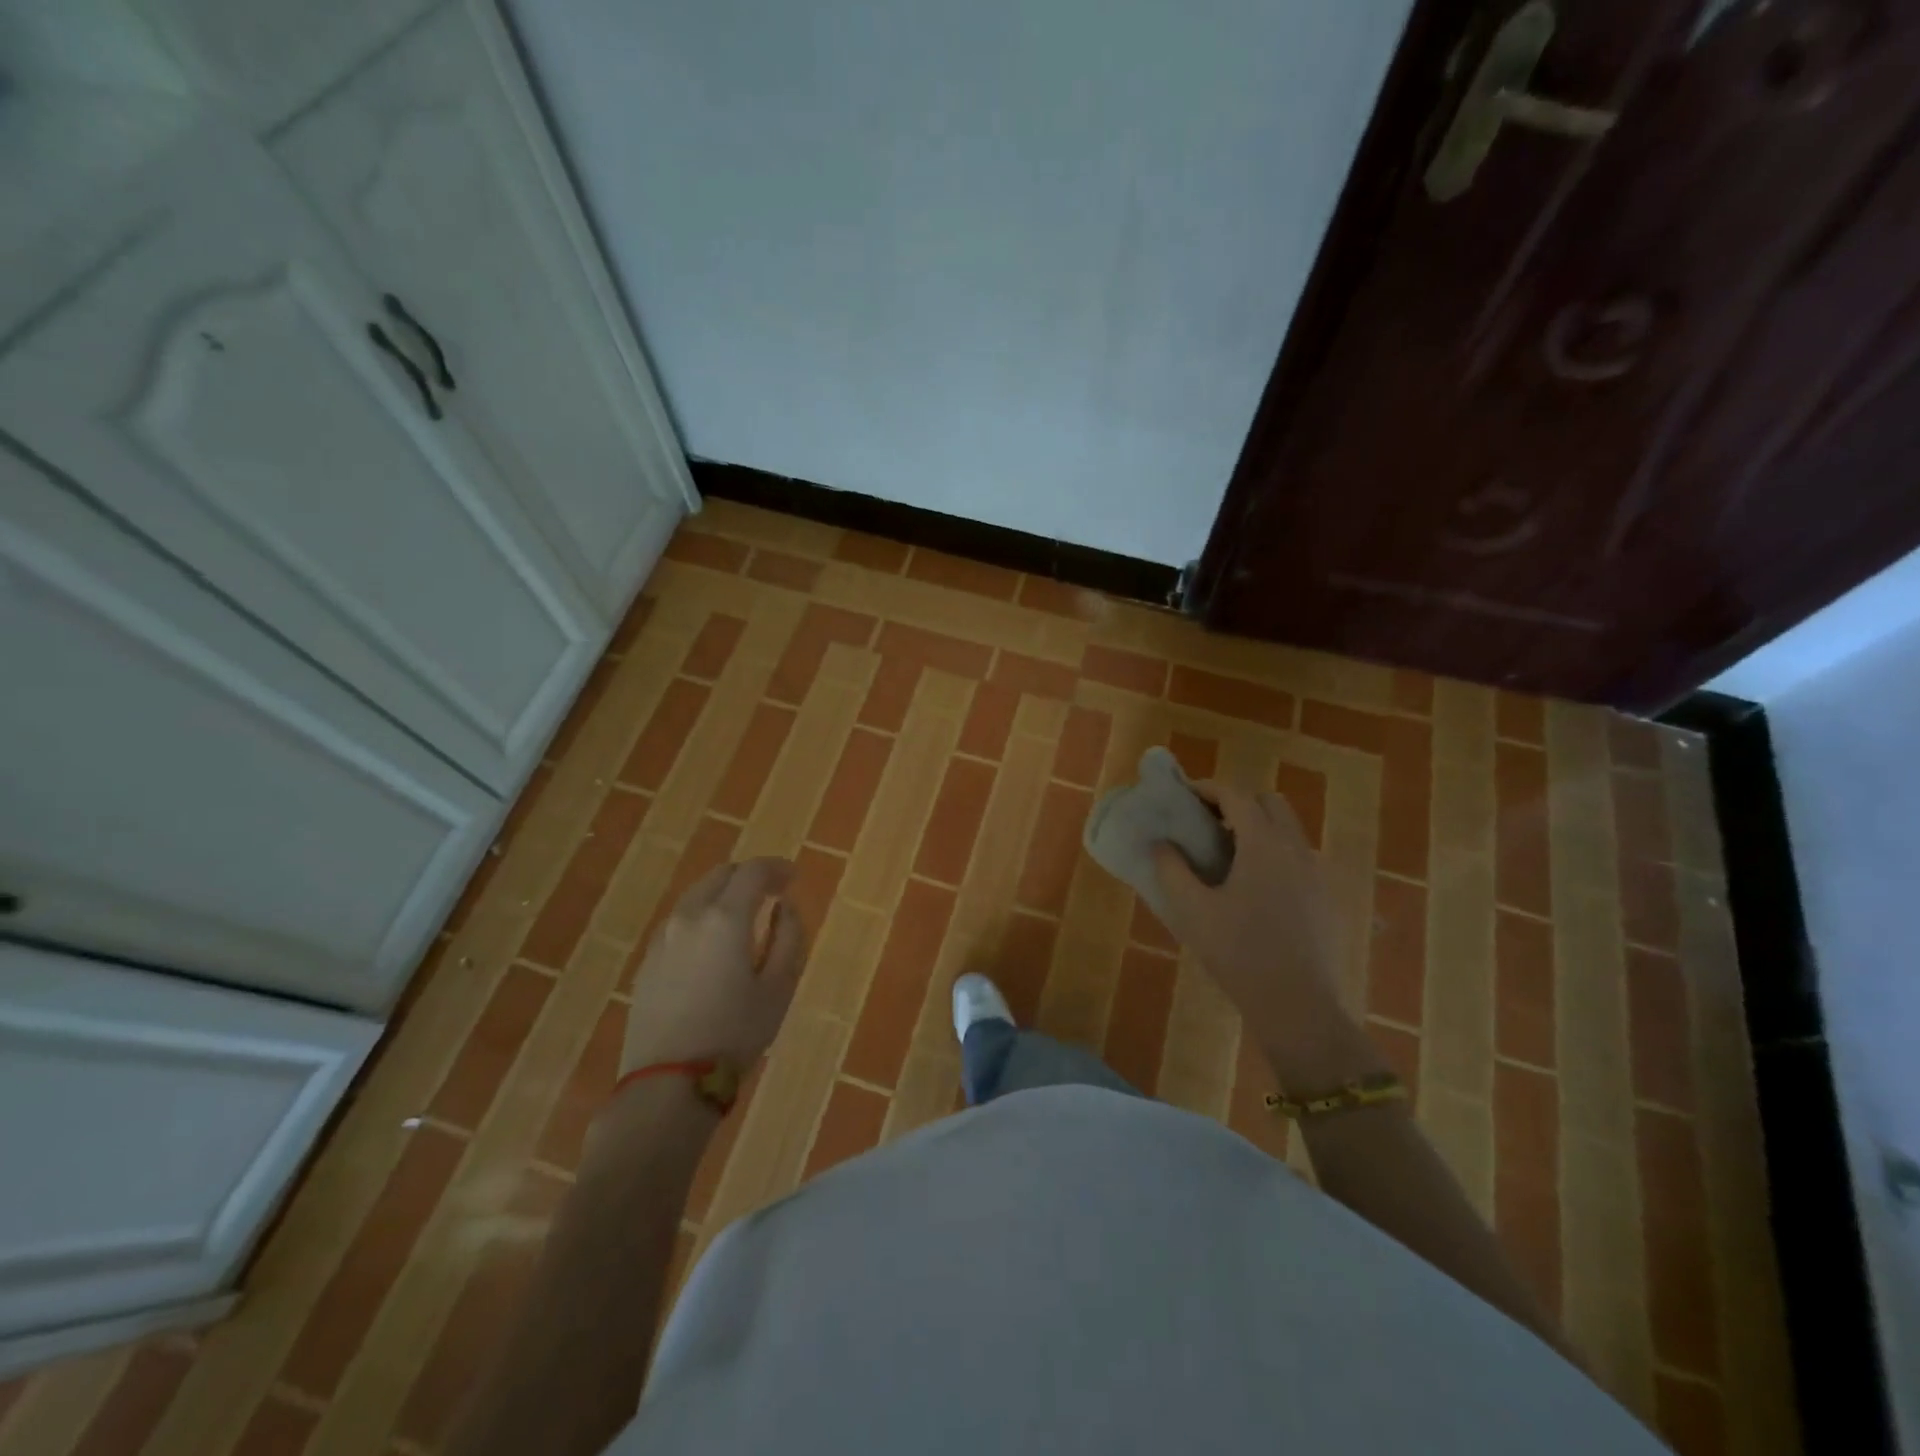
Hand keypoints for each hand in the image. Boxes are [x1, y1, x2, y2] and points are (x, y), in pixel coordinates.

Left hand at [621, 858, 807, 1076]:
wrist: (669, 1082)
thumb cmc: (735, 1033)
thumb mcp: (779, 987)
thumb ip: (788, 937)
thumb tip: (784, 907)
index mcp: (725, 918)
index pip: (753, 871)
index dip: (777, 868)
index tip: (793, 878)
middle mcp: (689, 916)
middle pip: (721, 875)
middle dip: (749, 876)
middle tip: (772, 893)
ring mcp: (663, 937)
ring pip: (696, 895)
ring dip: (723, 894)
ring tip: (744, 917)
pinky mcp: (647, 960)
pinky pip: (680, 920)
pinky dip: (702, 916)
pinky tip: (714, 943)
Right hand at [1153, 785, 1379, 1088]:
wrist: (1298, 1007)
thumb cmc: (1239, 953)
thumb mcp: (1192, 911)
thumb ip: (1171, 870)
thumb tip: (1161, 844)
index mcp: (1263, 845)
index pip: (1236, 795)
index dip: (1208, 789)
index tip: (1184, 794)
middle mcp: (1296, 849)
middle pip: (1270, 803)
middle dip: (1238, 803)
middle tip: (1208, 823)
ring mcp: (1316, 873)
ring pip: (1289, 830)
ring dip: (1259, 827)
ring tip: (1228, 855)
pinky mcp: (1326, 898)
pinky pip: (1299, 857)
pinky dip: (1275, 853)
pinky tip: (1254, 888)